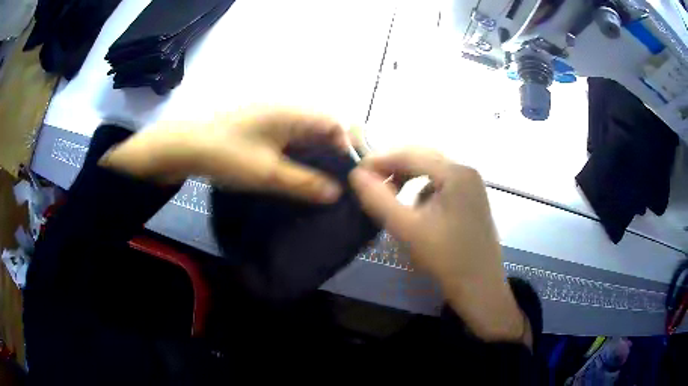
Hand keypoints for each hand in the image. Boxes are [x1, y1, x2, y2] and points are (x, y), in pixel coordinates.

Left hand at [100, 106, 349, 202]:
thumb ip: (305, 183)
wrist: (184, 146)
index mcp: (292, 113)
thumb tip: (335, 193)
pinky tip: (294, 178)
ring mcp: (270, 120)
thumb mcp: (267, 173)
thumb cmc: (227, 154)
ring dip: (312, 159)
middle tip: (336, 186)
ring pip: (303, 137)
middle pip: (320, 130)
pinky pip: (286, 142)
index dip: (346, 147)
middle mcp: (285, 111)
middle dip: (330, 157)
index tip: (348, 176)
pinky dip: (295, 158)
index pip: (334, 123)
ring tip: (319, 187)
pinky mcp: (258, 130)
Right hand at [349, 149, 530, 345]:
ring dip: (406, 177)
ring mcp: (471, 185)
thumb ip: (379, 199)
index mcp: (456, 172)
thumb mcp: (408, 229)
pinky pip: (440, 184)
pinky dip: (421, 189)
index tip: (355, 174)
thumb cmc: (446, 259)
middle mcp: (466, 171)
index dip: (379, 160)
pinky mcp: (470, 199)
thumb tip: (355, 174)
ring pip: (430, 170)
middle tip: (369, 183)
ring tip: (389, 194)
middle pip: (422, 157)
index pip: (410, 154)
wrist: (480, 288)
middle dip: (393, 167)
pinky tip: (414, 208)